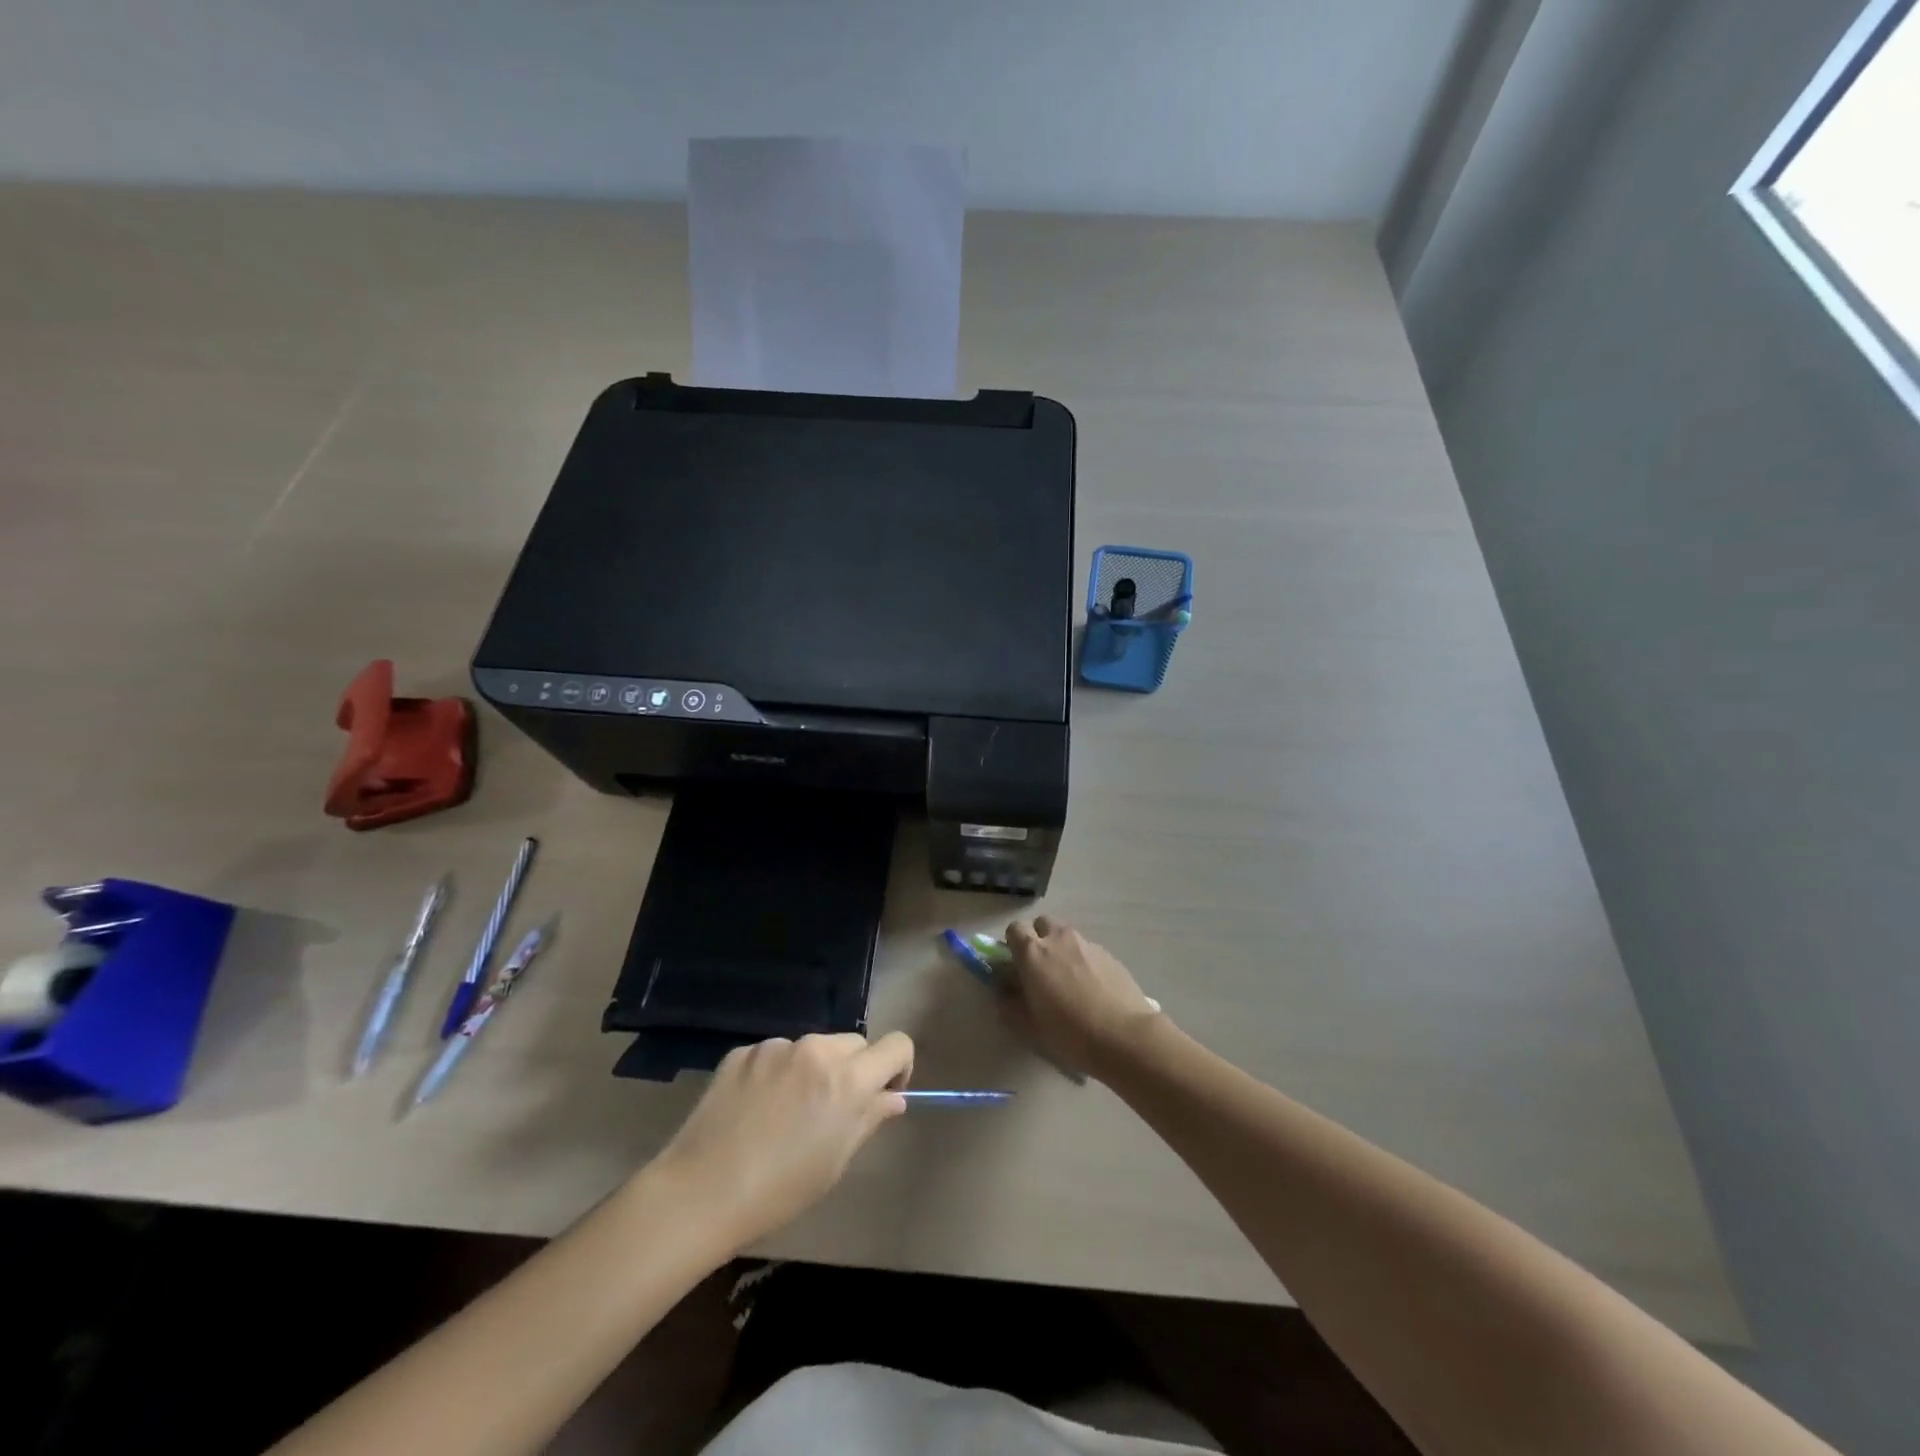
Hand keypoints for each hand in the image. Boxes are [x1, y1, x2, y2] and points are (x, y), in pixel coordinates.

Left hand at [652, 1031, 914, 1251]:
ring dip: (815, 1069)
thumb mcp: (835, 1162)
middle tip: (833, 1109)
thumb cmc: (779, 1190)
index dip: (899, 1067)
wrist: (700, 1192)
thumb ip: (869, 1119)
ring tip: (788, 1113)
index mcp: (847, 1078)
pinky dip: (778, 1073)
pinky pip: (776, 1054)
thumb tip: (892, 1098)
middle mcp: (816, 1049)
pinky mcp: (744, 1051)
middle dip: (855, 1069)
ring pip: (814, 1046)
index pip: (897, 1044)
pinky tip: (756, 1109)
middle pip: (855, 1043)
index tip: (884, 1093)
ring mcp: (777, 1046)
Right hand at [1003, 917, 1161, 1080]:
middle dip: (1039, 939)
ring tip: (1069, 981)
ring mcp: (1087, 944)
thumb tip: (1002, 990)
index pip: (1014, 929)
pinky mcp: (1109, 954)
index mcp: (1033, 952)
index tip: (1017, 966)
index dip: (1013, 945)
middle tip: (1042, 969)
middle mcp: (1059, 939)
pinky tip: (1092, 989)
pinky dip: (1084, 961)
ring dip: (1062, 949)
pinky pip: (1088, 950)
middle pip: (1042, 924)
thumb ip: (1009, 1003)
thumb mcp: (1029, 1025)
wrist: (1124, 1036)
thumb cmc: (1069, 1032)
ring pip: (1067, 936)